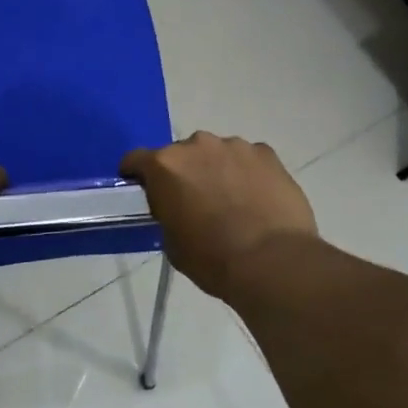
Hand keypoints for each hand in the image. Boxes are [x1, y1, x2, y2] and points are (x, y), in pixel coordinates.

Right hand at [120, 133, 317, 302]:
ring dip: (216, 170)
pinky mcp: (267, 154)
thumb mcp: (172, 242)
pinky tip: (256, 199)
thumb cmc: (212, 258)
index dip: (137, 175)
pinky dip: (246, 173)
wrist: (271, 262)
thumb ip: (167, 213)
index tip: (143, 190)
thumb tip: (177, 208)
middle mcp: (198, 145)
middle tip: (193, 201)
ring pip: (216, 153)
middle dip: (183, 173)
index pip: (136, 159)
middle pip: (181, 154)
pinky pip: (248, 159)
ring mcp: (235, 146)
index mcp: (166, 166)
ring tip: (230, 201)